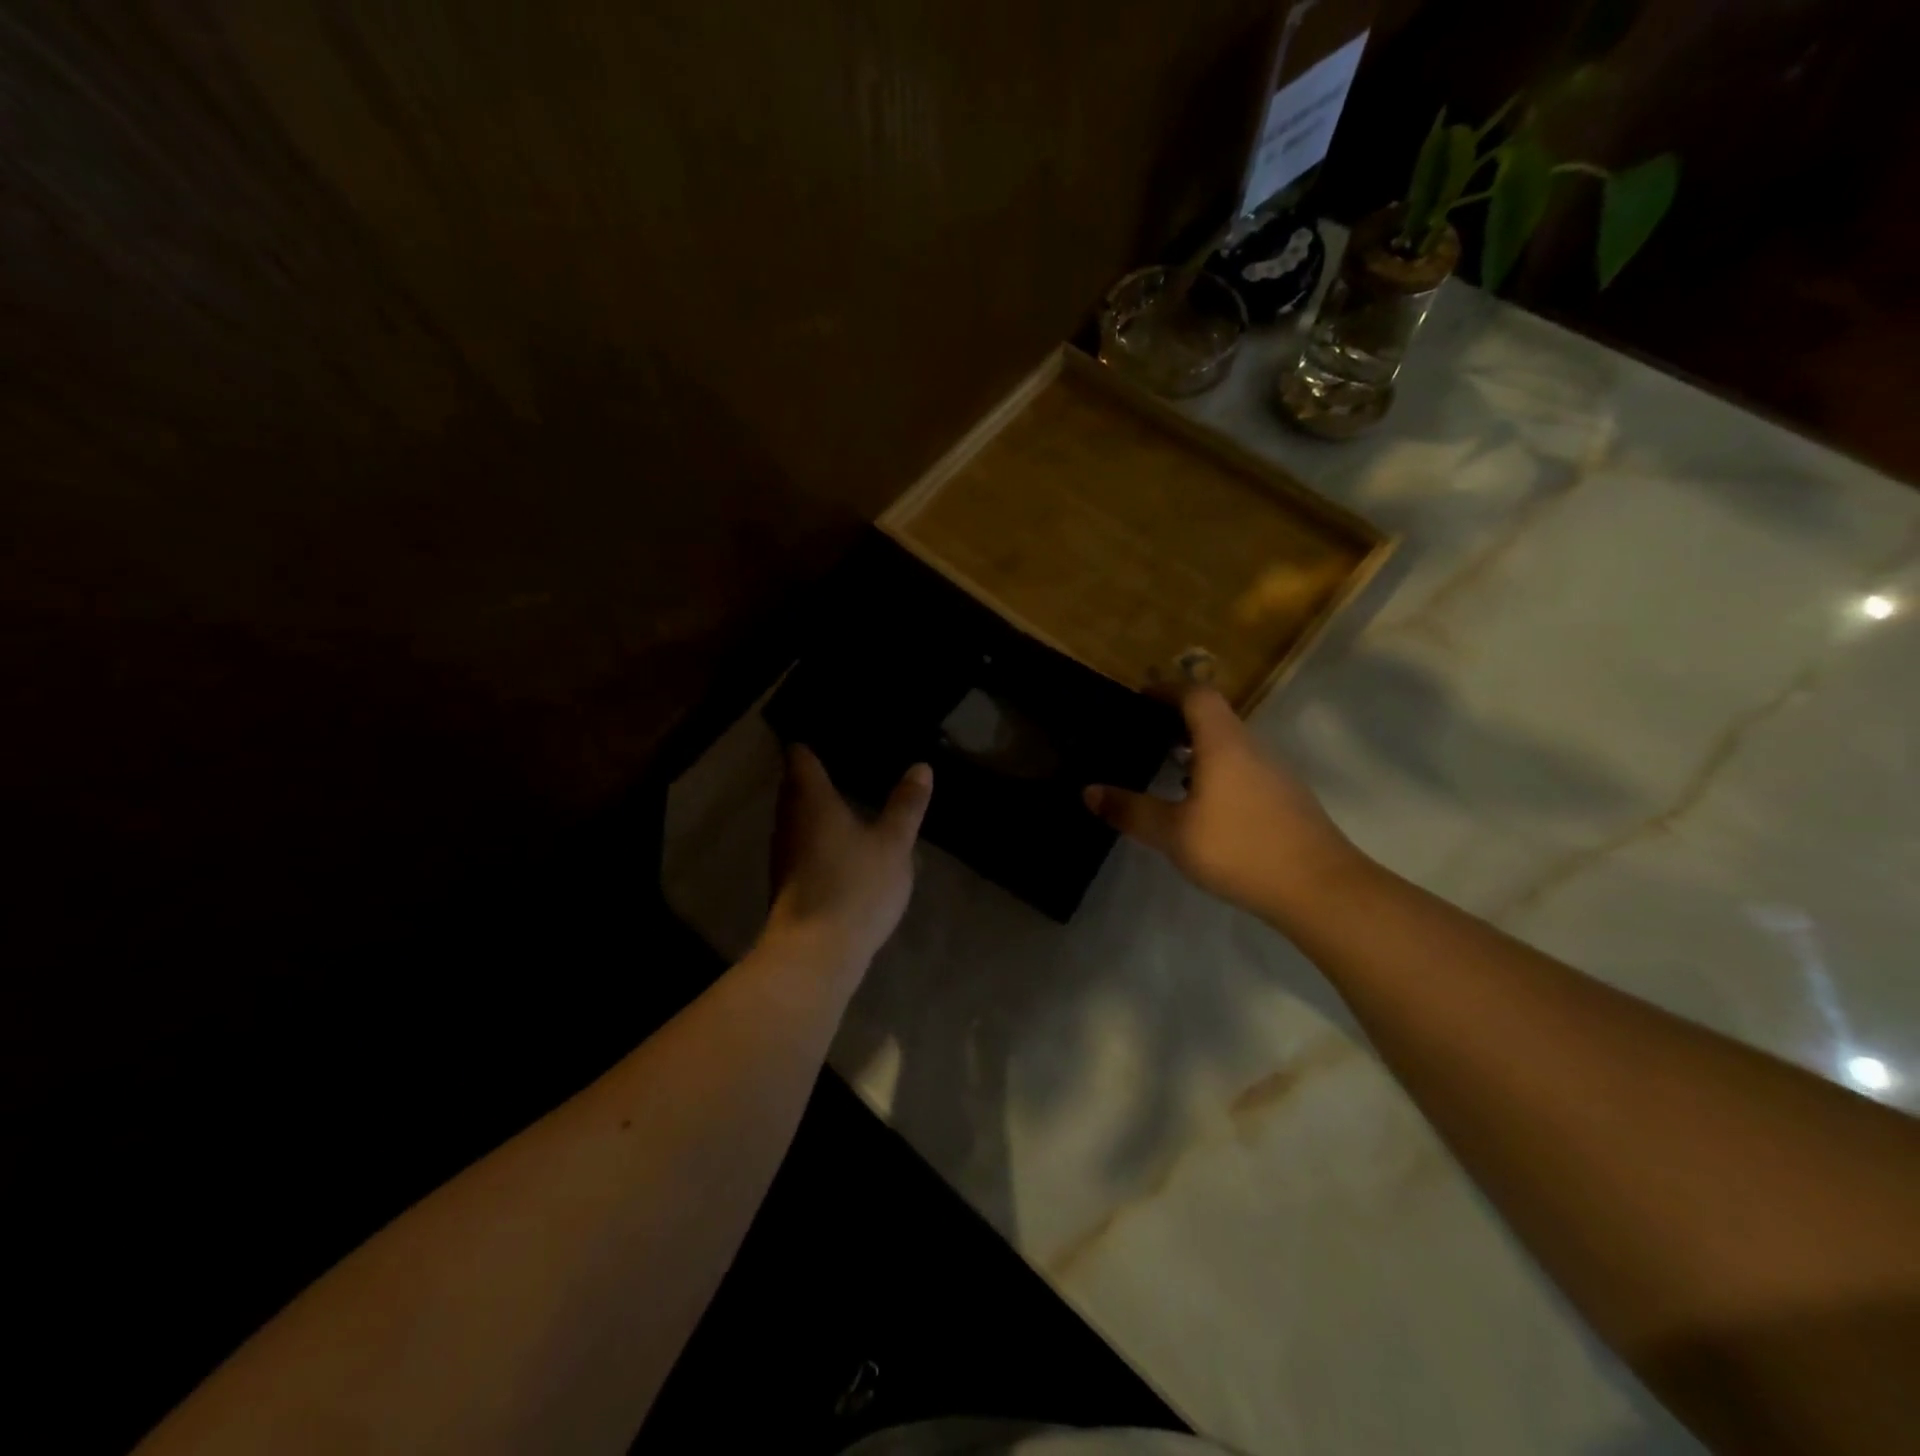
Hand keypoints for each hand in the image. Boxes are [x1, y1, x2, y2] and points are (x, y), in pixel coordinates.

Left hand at [762, 746, 932, 975]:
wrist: (815, 953)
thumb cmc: (855, 886)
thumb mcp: (893, 843)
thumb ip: (906, 805)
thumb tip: (920, 766)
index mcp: (810, 799)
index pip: (800, 756)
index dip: (811, 743)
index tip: (831, 735)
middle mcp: (788, 819)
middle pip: (794, 785)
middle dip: (814, 774)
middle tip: (846, 761)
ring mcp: (783, 853)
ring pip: (796, 816)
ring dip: (816, 807)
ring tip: (847, 798)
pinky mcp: (786, 881)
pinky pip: (801, 843)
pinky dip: (817, 835)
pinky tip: (842, 843)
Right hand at [1084, 686, 1364, 923]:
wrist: (1320, 888)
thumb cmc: (1240, 848)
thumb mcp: (1173, 833)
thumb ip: (1131, 810)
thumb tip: (1088, 791)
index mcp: (1223, 743)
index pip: (1196, 695)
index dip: (1166, 689)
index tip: (1139, 697)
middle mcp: (1251, 748)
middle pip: (1214, 717)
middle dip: (1177, 720)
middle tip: (1143, 734)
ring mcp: (1274, 773)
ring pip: (1230, 745)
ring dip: (1198, 748)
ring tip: (1165, 768)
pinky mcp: (1285, 799)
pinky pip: (1242, 769)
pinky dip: (1215, 771)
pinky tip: (1201, 805)